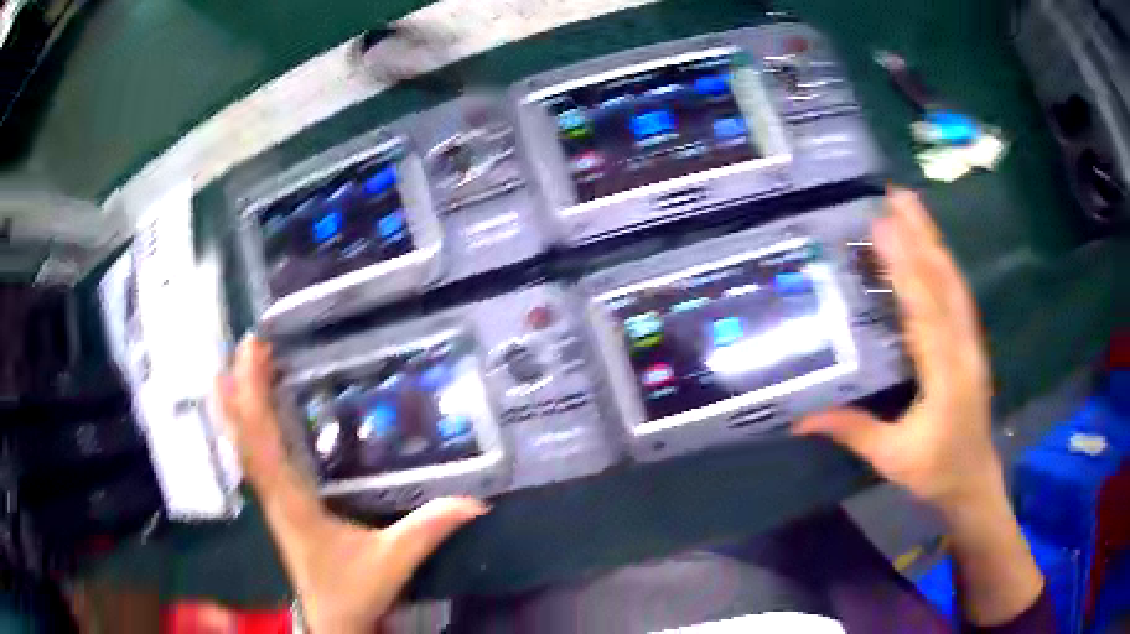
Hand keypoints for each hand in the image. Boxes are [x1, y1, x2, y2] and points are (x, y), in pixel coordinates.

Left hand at [217, 337, 487, 633]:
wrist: (331, 618)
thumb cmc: (354, 589)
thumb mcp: (394, 561)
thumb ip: (428, 530)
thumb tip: (474, 502)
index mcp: (294, 502)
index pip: (265, 444)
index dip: (254, 398)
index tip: (255, 356)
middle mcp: (274, 495)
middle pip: (247, 436)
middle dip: (242, 388)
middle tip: (248, 343)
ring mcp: (271, 499)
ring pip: (245, 446)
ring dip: (238, 405)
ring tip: (236, 364)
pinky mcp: (276, 503)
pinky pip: (254, 457)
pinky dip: (246, 428)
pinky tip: (247, 413)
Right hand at [795, 189, 1044, 626]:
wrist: (974, 479)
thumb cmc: (935, 470)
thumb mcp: (892, 458)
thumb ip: (853, 431)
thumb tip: (801, 418)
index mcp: (946, 376)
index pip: (925, 313)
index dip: (905, 270)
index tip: (883, 229)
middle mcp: (963, 348)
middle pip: (945, 283)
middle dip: (922, 235)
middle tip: (896, 195)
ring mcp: (970, 342)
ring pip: (954, 282)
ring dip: (933, 241)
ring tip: (911, 205)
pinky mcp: (969, 341)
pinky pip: (956, 294)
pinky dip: (942, 262)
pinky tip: (929, 246)